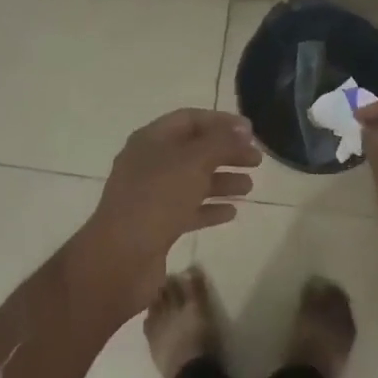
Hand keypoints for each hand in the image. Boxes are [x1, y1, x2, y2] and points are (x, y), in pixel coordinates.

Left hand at [77, 109, 260, 308]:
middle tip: (257, 161)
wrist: (121, 257)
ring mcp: (151, 196)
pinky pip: (188, 210)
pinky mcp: (156, 225)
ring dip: (222, 181)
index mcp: (151, 140)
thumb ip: (221, 142)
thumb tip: (243, 130)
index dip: (221, 122)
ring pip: (192, 181)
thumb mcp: (194, 162)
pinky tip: (232, 213)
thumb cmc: (157, 199)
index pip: (190, 119)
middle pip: (194, 150)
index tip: (251, 132)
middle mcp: (149, 163)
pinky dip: (210, 208)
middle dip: (226, 153)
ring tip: (249, 188)